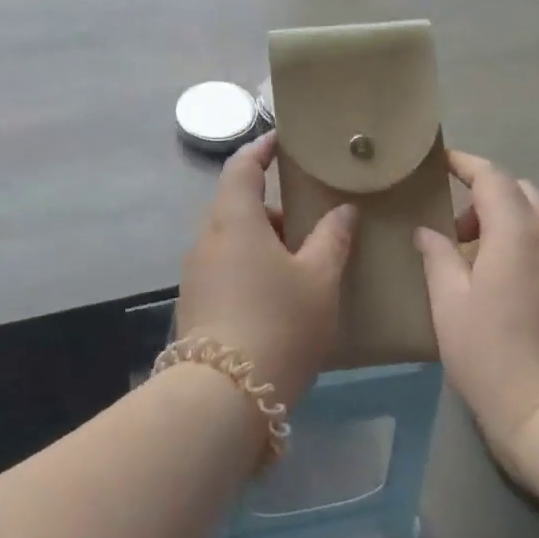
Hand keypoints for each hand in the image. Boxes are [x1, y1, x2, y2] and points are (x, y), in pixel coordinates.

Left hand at [176, 132, 356, 409]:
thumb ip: (332, 239)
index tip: (282, 140)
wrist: (223, 396)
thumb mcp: (318, 279)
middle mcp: (207, 238)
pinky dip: (250, 266)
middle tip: (310, 218)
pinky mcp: (194, 304)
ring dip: (263, 241)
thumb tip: (344, 211)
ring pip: (232, 240)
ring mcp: (196, 273)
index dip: (261, 148)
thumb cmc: (278, 322)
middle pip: (237, 205)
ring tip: (302, 262)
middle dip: (273, 207)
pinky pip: (225, 268)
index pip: (241, 166)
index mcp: (233, 218)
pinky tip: (278, 296)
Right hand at [415, 149, 538, 476]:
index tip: (443, 162)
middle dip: (487, 193)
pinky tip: (527, 267)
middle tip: (457, 224)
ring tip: (487, 251)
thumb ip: (437, 257)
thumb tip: (427, 230)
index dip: (466, 164)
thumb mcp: (449, 304)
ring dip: (513, 217)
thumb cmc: (491, 356)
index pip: (492, 177)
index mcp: (514, 231)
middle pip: (521, 190)